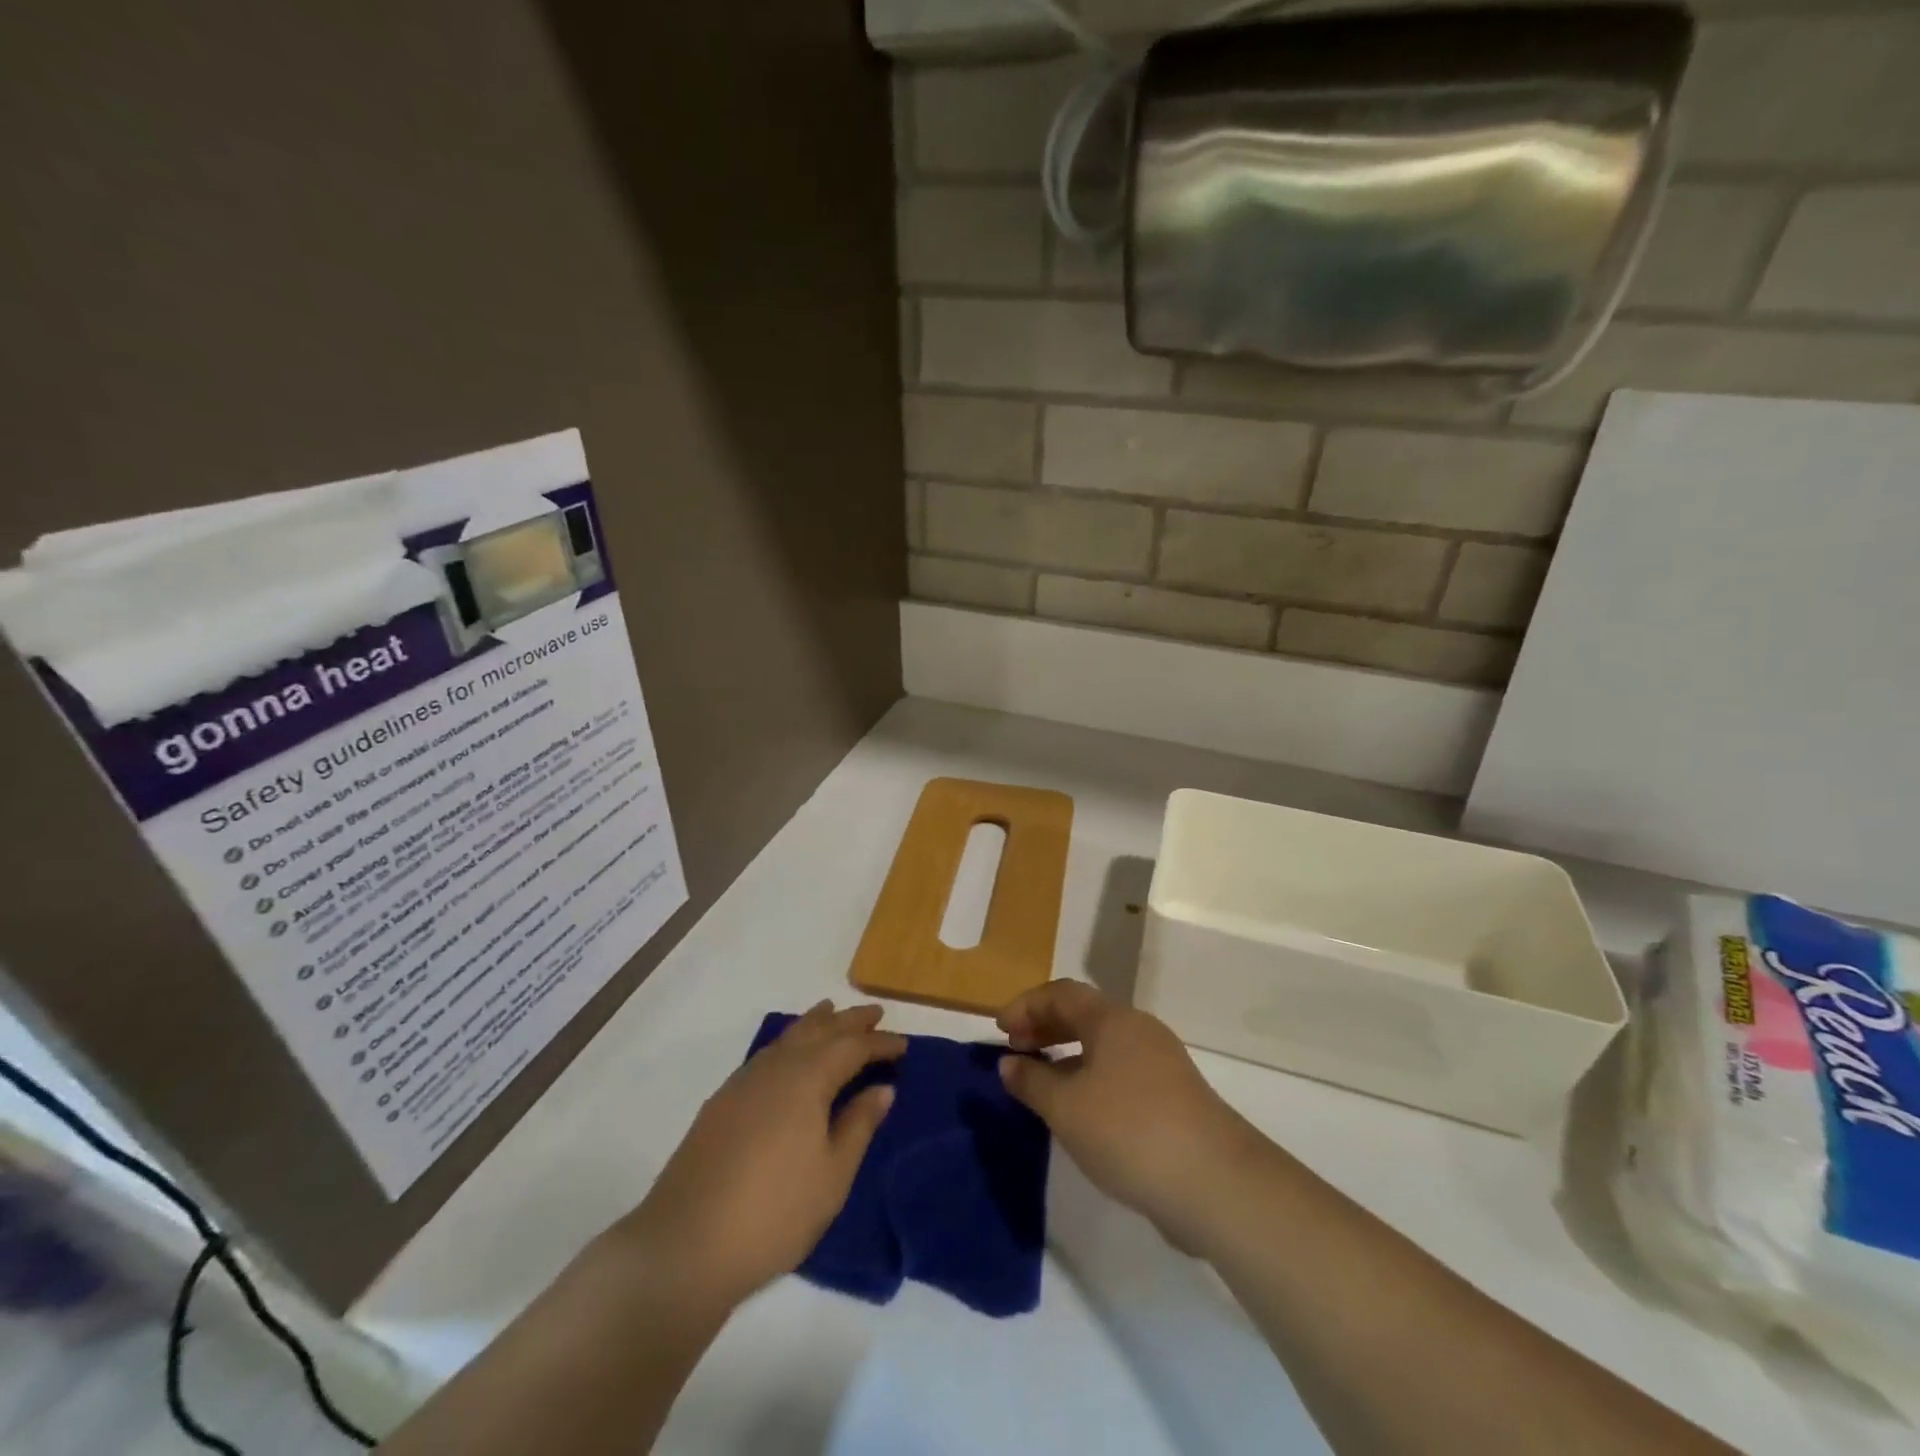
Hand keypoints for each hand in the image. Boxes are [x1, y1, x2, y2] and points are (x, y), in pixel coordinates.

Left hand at [612, 1001, 904, 1311]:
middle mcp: (776, 1068)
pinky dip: (788, 1042)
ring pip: (787, 1037)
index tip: (903, 1044)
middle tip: (874, 1013)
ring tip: (831, 1013)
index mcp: (808, 1079)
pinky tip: (788, 1055)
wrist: (685, 1245)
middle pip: (818, 1030)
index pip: (852, 1047)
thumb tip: (882, 1088)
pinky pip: (766, 1054)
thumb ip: (859, 1126)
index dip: (880, 1043)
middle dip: (849, 1021)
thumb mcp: (832, 1176)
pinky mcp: (721, 1102)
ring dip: (815, 1023)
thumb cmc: (774, 1213)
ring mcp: (743, 1082)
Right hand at [998, 981, 1262, 1250]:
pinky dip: (1091, 1077)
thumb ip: (1032, 1081)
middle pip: (1084, 1014)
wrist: (1216, 1183)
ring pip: (1104, 1044)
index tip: (1000, 1030)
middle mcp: (1138, 1030)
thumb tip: (1009, 1063)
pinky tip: (1080, 1111)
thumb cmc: (1129, 1131)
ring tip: (1041, 1081)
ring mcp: (1161, 1063)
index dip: (1026, 1006)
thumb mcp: (1066, 1108)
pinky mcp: (1174, 1097)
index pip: (1061, 993)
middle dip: (1045, 1027)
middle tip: (1015, 1050)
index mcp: (1112, 1019)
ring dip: (1067, 1054)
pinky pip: (1120, 1071)